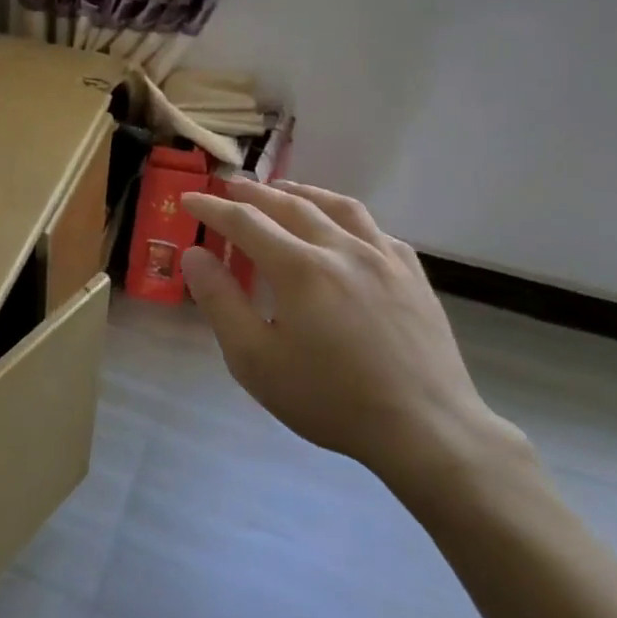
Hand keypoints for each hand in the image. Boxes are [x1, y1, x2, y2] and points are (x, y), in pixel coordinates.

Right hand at [179, 180, 524, 496]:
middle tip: (229, 187)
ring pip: (338, 206)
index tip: (189, 198)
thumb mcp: (255, 360)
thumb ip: (220, 302)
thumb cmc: (330, 399)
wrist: (426, 429)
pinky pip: (374, 228)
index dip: (213, 207)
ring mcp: (384, 257)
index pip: (245, 221)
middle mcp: (342, 248)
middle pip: (290, 204)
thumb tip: (194, 254)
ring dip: (302, 192)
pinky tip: (341, 230)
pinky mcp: (413, 274)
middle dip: (253, 193)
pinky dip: (345, 217)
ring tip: (282, 191)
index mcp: (300, 268)